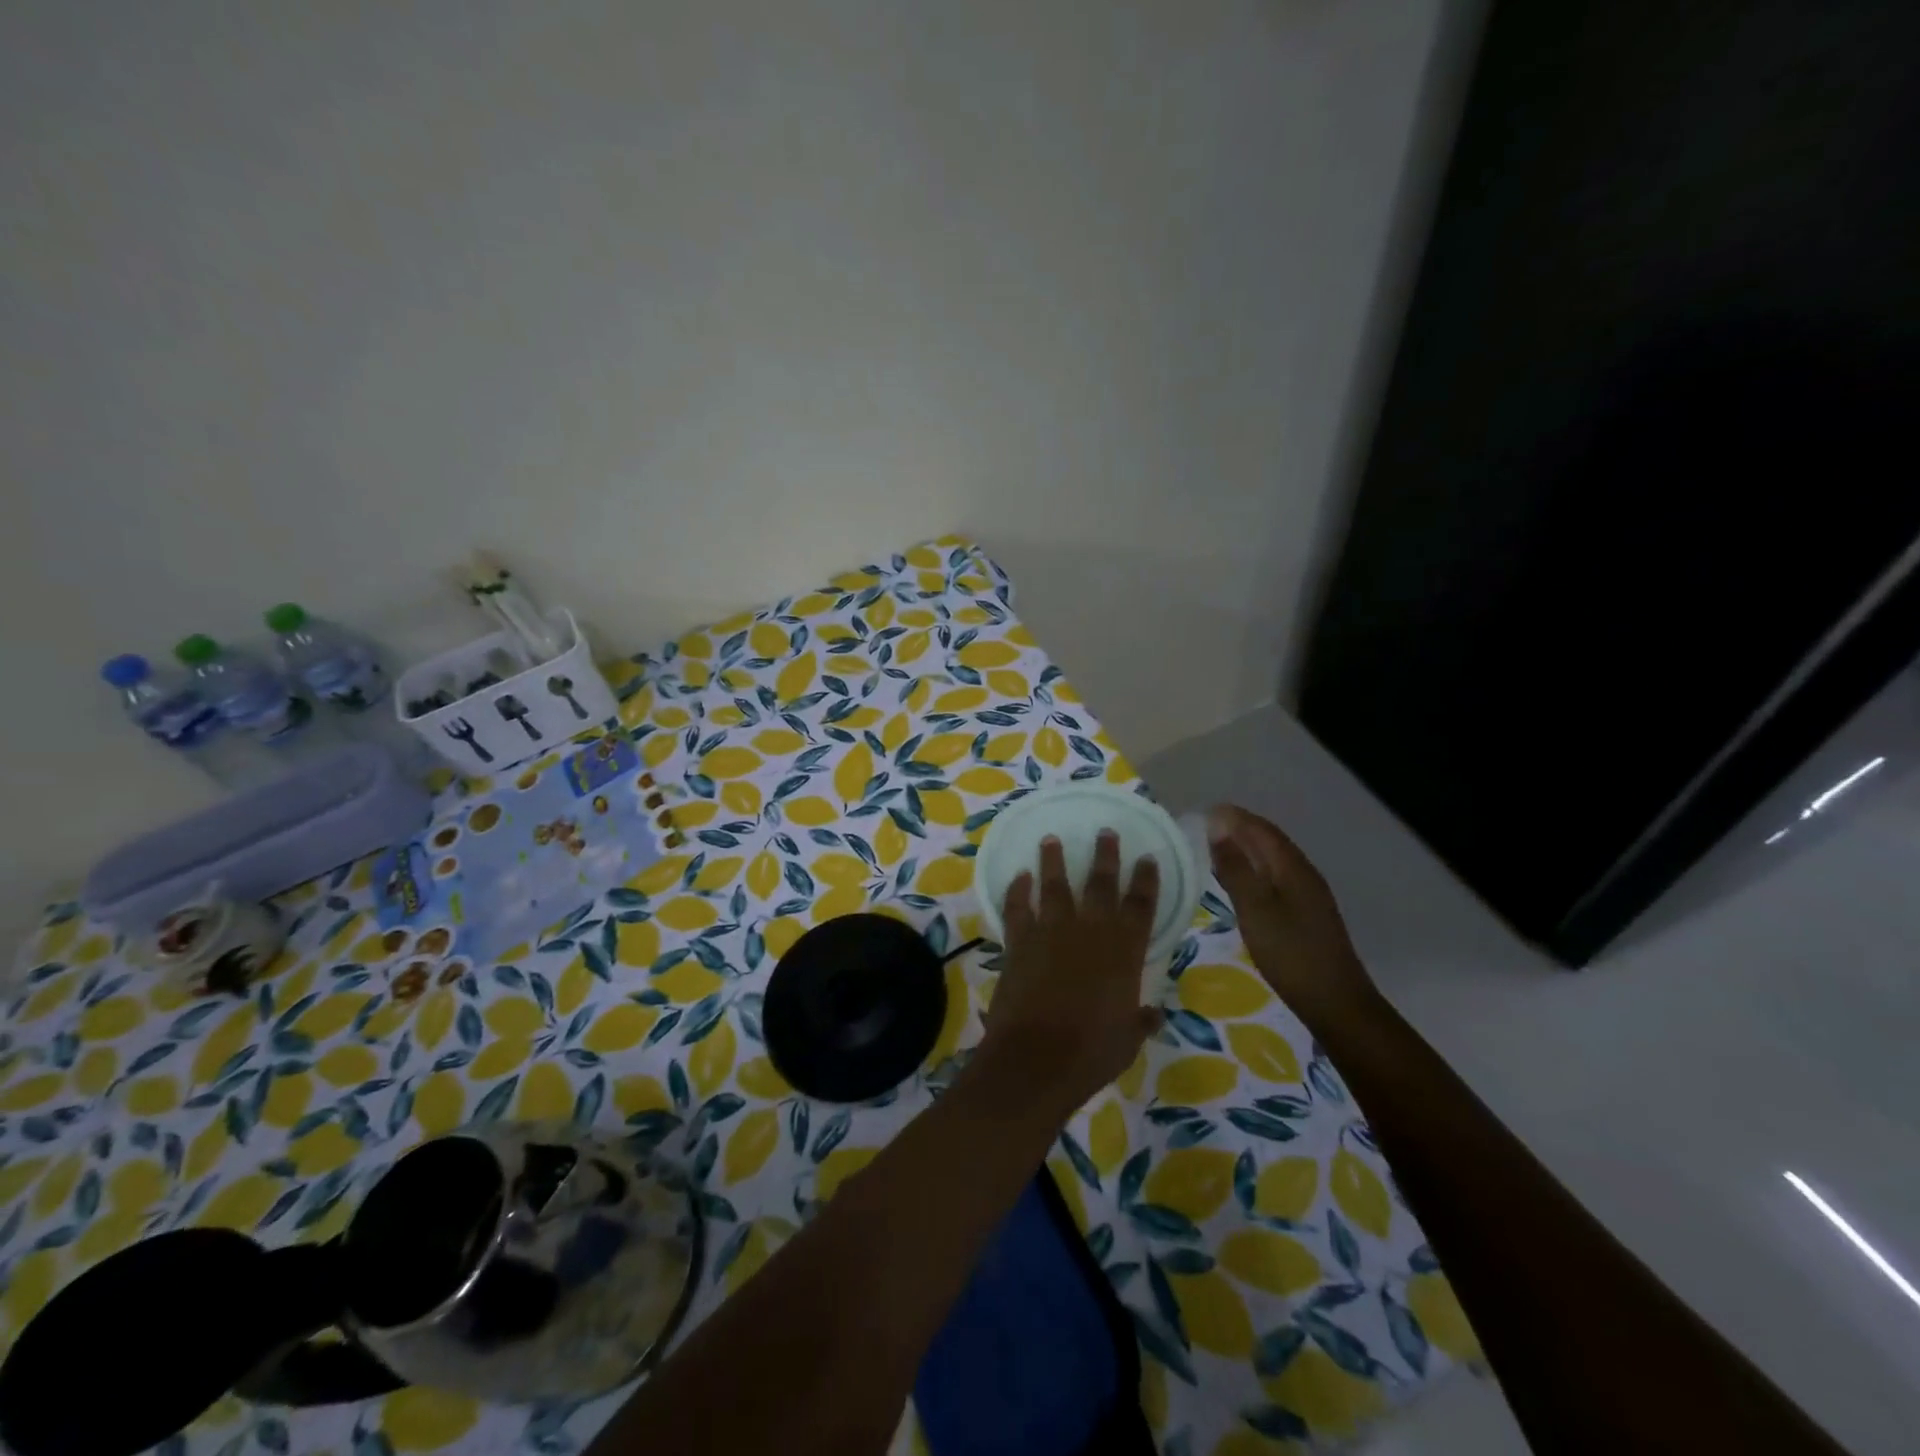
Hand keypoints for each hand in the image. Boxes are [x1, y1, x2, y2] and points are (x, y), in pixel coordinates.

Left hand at [977, 831, 1163, 1113]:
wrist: (1037, 1059)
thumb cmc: (1091, 1052)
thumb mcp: (1128, 1039)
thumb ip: (1141, 1020)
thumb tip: (1154, 1014)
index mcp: (1123, 952)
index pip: (1140, 906)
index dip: (1145, 880)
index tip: (1147, 858)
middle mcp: (1089, 932)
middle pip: (1100, 884)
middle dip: (1105, 856)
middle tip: (1105, 832)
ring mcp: (1051, 932)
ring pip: (1054, 885)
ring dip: (1053, 860)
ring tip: (1052, 839)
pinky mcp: (1019, 942)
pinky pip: (1017, 907)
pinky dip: (1017, 890)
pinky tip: (1019, 875)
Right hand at [1206, 804, 1380, 1028]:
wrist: (1335, 1003)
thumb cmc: (1291, 953)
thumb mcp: (1255, 909)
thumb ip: (1236, 868)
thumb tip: (1218, 827)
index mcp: (1293, 868)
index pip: (1262, 830)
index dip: (1235, 817)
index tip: (1205, 811)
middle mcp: (1303, 875)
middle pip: (1270, 842)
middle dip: (1240, 829)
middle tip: (1205, 827)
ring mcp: (1308, 896)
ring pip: (1273, 861)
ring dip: (1247, 850)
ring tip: (1216, 849)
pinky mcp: (1306, 915)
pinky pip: (1275, 879)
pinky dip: (1254, 871)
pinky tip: (1240, 884)